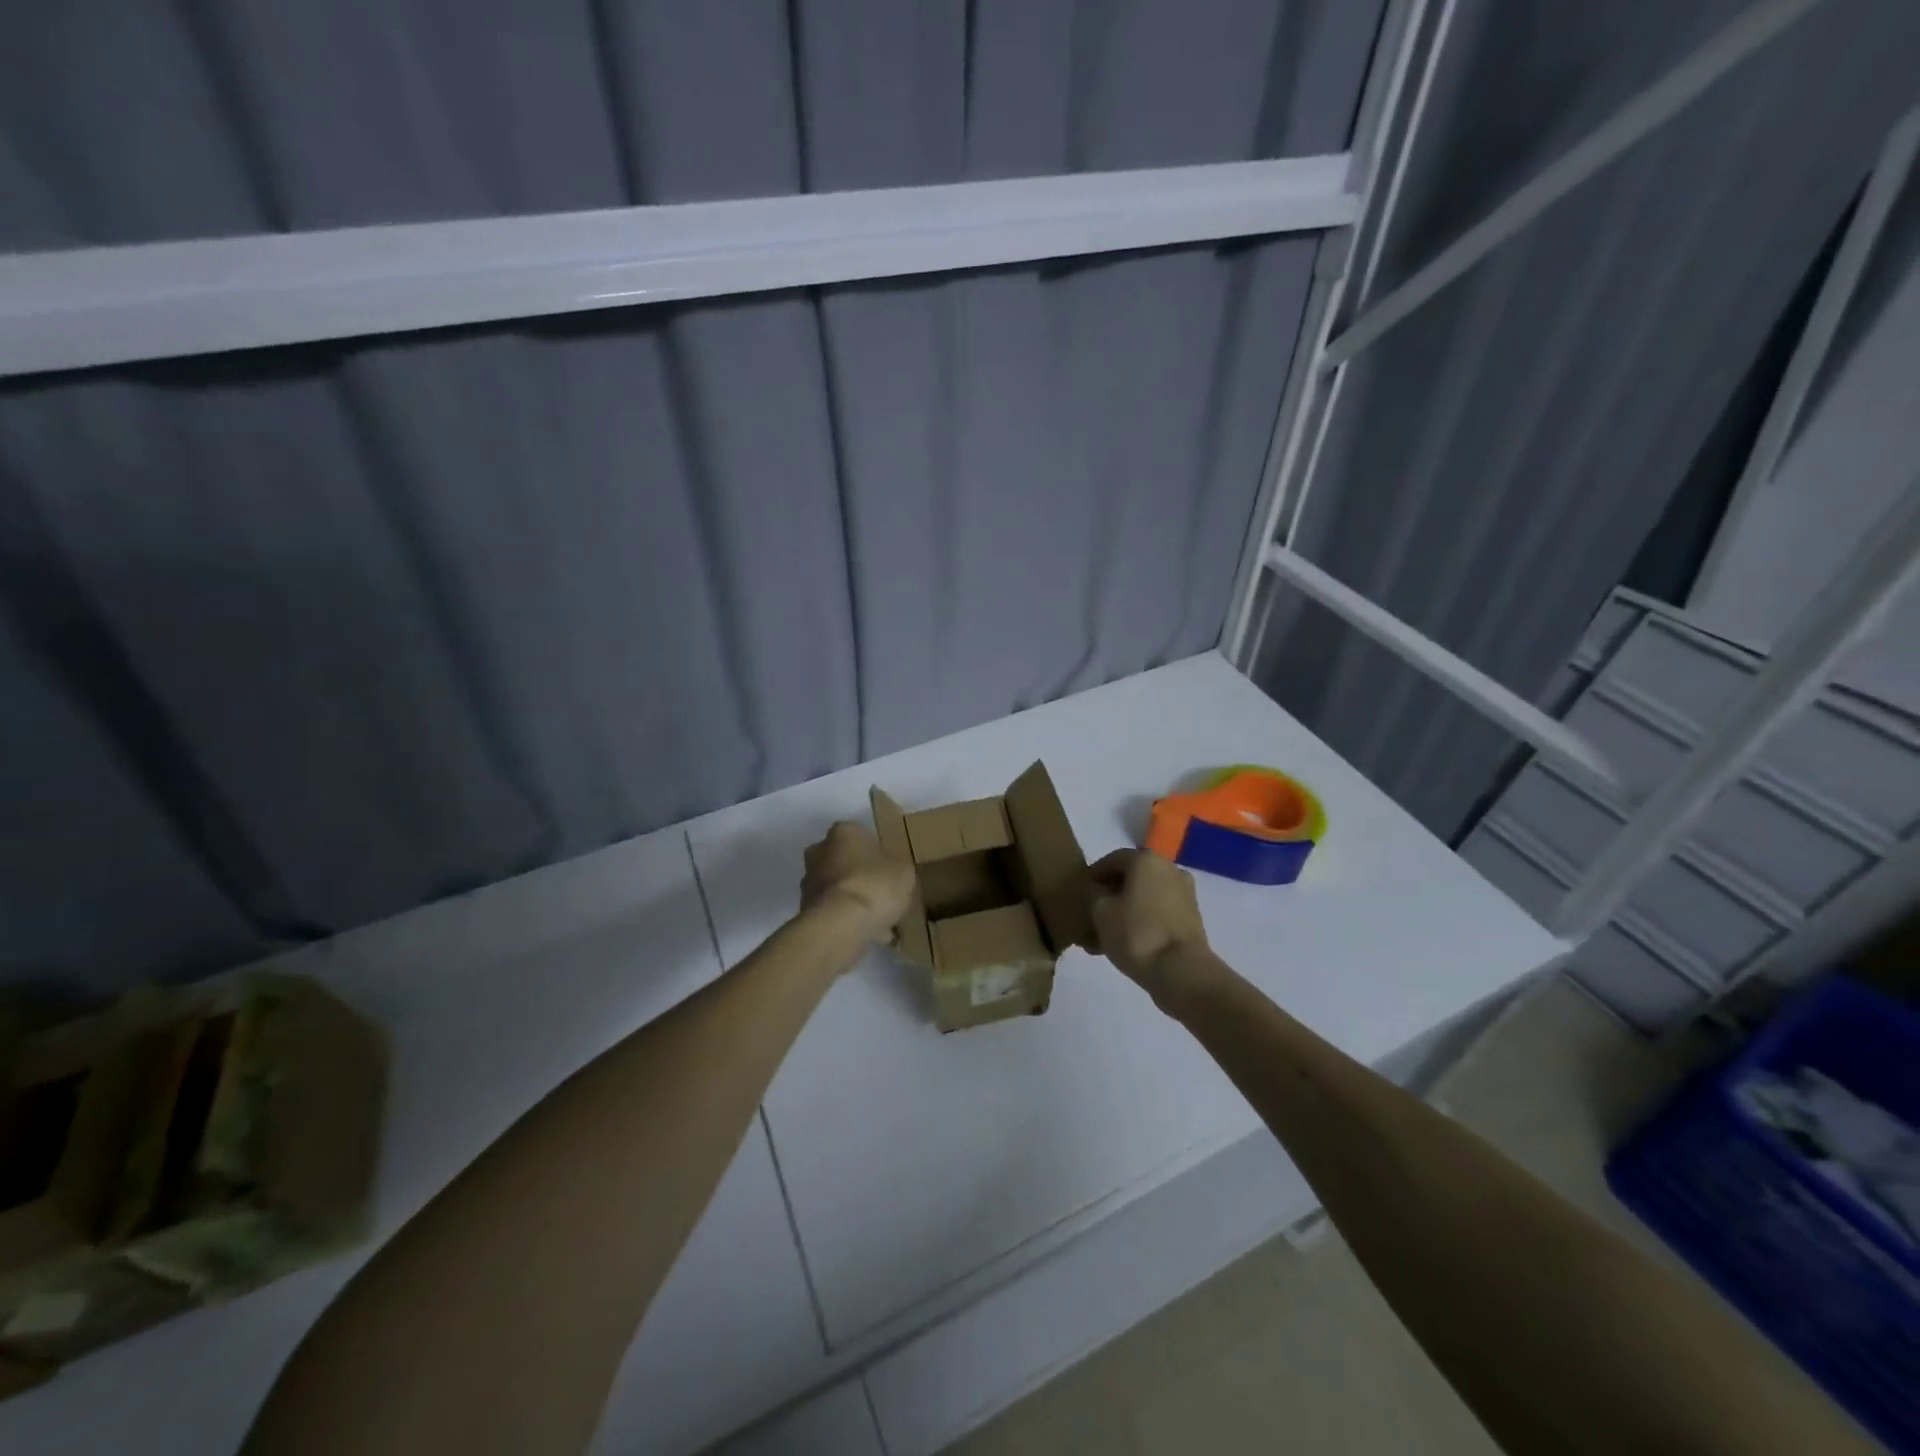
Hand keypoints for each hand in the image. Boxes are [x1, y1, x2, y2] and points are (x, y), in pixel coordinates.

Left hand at [801, 822, 915, 946]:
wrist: (840, 925)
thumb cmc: (874, 885)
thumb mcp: (904, 871)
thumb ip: (898, 867)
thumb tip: (894, 871)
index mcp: (844, 832)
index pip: (862, 835)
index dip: (878, 852)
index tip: (891, 869)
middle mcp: (820, 851)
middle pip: (845, 861)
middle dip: (861, 875)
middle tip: (883, 893)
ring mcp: (810, 882)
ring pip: (839, 888)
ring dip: (854, 901)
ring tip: (880, 921)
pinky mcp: (806, 910)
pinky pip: (835, 913)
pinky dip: (849, 922)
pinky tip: (870, 936)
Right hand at [1086, 850, 1211, 1008]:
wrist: (1181, 971)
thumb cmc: (1136, 933)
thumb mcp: (1100, 911)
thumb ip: (1094, 894)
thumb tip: (1099, 891)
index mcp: (1147, 859)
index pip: (1113, 859)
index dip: (1095, 875)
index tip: (1082, 892)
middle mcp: (1170, 869)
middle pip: (1133, 877)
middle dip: (1112, 894)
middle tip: (1093, 913)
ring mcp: (1185, 894)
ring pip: (1147, 897)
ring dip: (1127, 910)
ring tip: (1107, 934)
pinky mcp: (1192, 918)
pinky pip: (1160, 913)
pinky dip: (1143, 921)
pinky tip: (1127, 942)